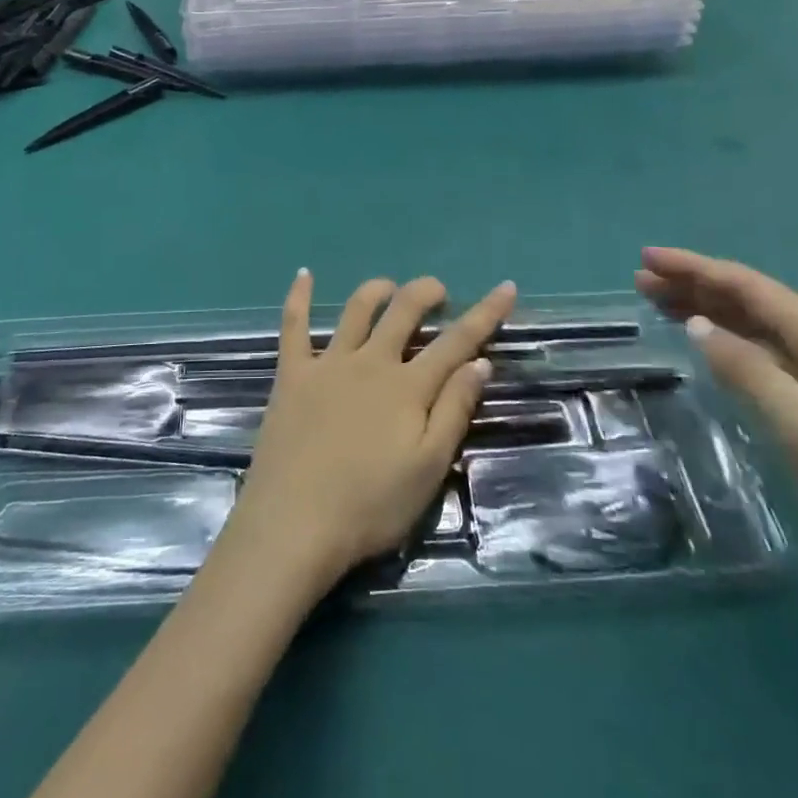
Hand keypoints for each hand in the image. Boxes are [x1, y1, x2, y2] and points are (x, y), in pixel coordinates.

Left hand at [222, 272, 513, 591]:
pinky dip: (298, 297)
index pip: (457, 341)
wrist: (295, 522)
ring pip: (355, 311)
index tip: (506, 286)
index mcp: (408, 387)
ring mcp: (328, 363)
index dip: (485, 313)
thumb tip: (480, 362)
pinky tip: (304, 275)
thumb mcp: (428, 467)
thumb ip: (454, 411)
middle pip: (403, 312)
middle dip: (425, 293)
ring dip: (375, 290)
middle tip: (438, 290)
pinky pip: (293, 325)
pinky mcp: (292, 373)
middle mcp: (370, 362)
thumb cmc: (370, 505)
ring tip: (388, 286)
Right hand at [635, 248, 797, 582]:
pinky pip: (768, 354)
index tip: (648, 258)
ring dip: (709, 311)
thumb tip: (697, 324)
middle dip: (697, 285)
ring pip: (759, 327)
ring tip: (659, 302)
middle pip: (754, 302)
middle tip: (642, 279)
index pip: (751, 288)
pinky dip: (730, 341)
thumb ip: (745, 368)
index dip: (697, 269)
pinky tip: (707, 342)